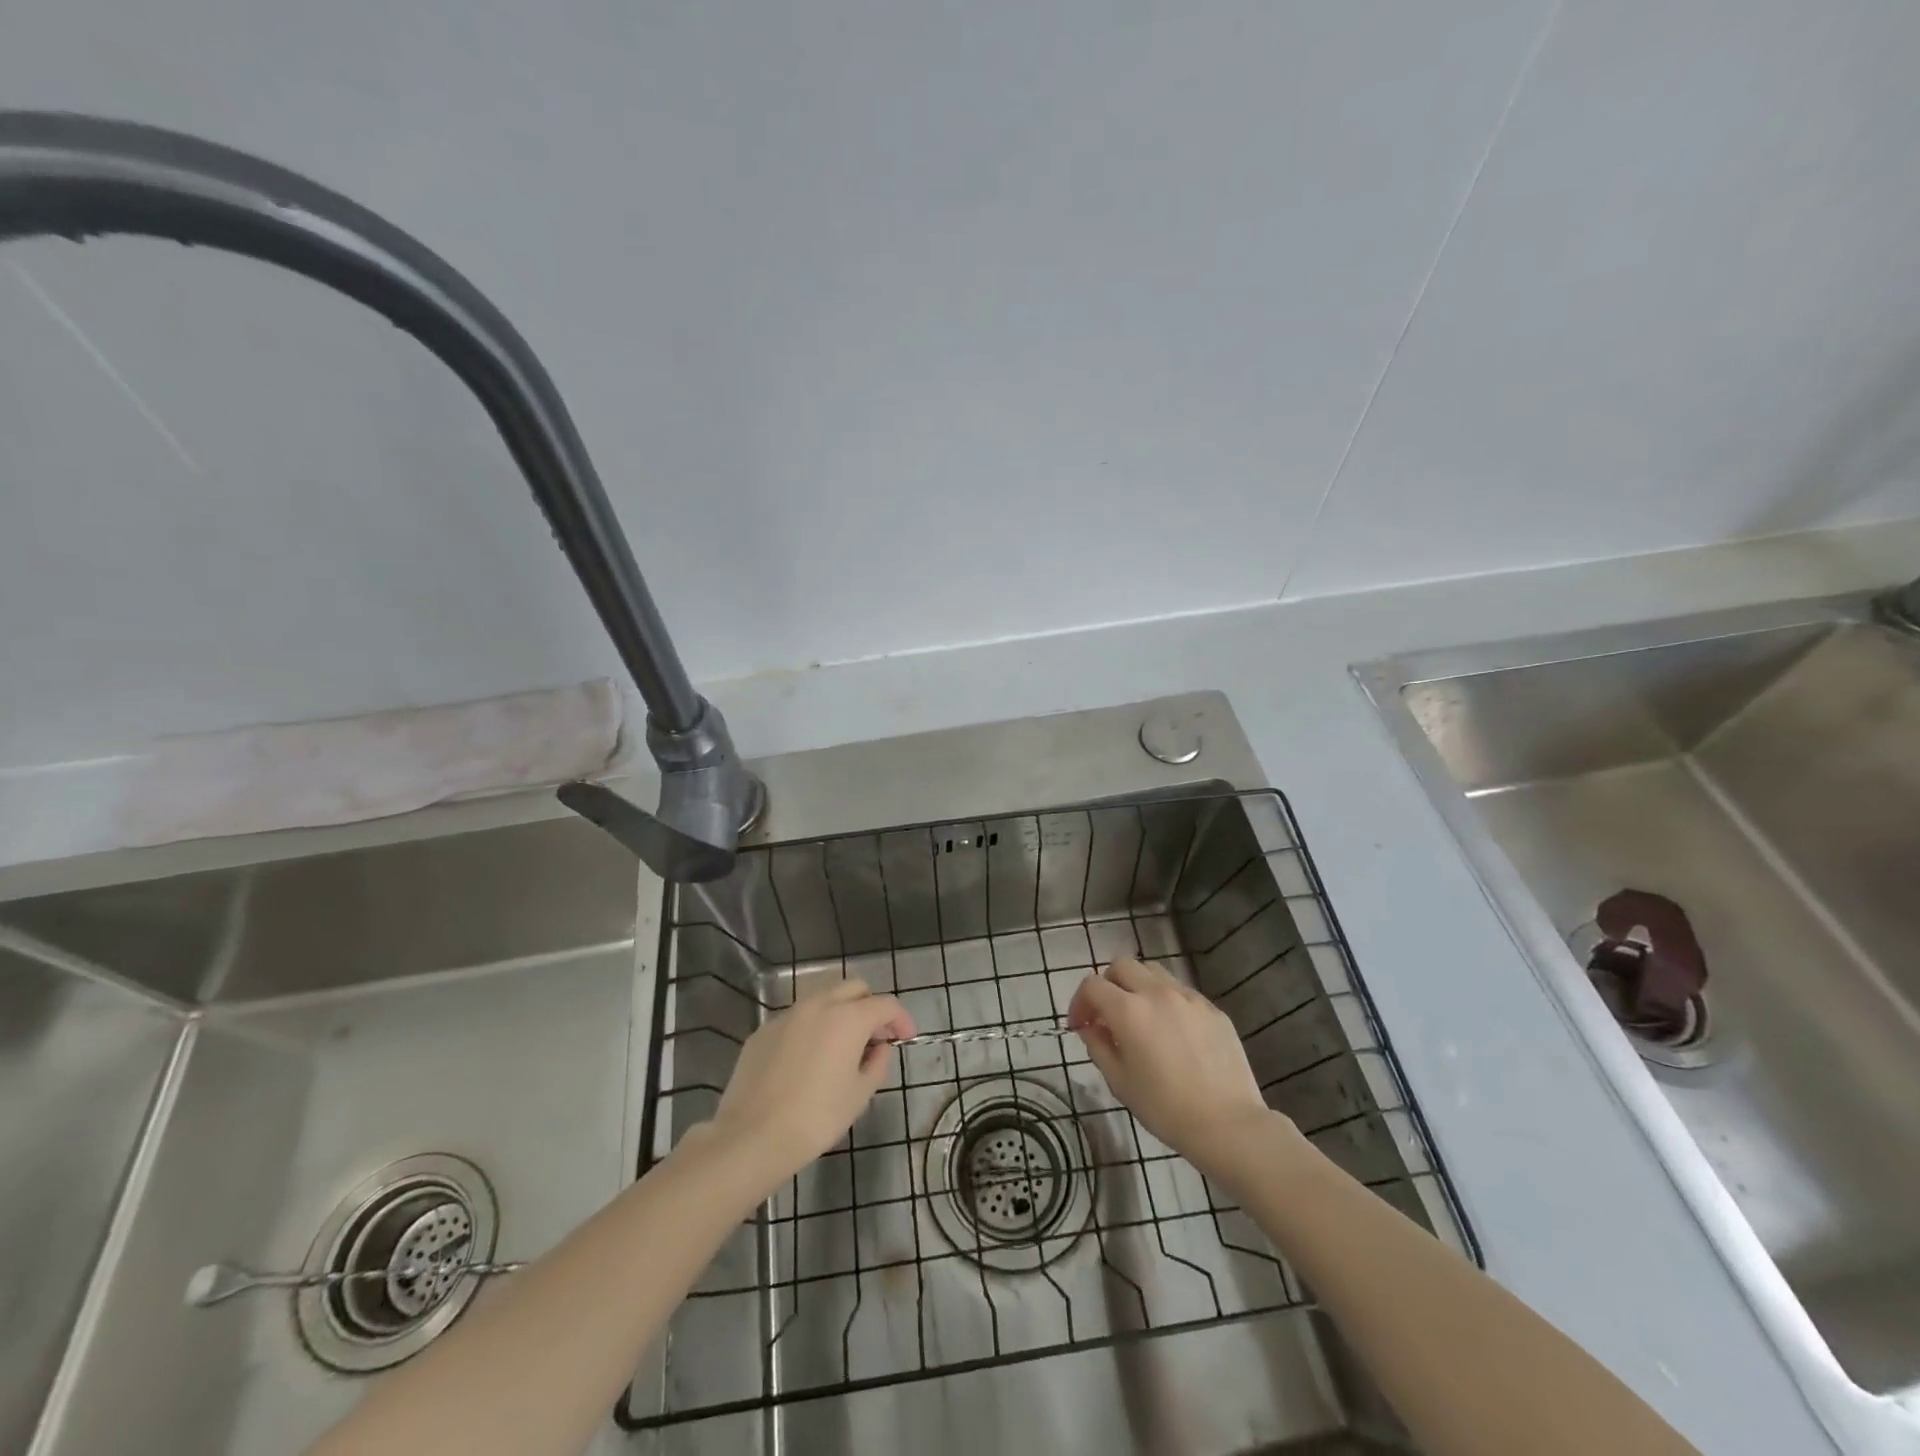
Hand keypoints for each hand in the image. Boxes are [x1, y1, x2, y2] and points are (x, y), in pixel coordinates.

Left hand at [701, 978, 914, 1195]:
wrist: (752, 1136)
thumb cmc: (816, 1118)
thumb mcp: (859, 1095)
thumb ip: (877, 1064)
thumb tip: (878, 1048)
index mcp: (848, 1018)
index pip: (885, 1004)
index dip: (901, 1019)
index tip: (905, 1038)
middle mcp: (818, 1005)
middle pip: (854, 988)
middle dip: (870, 1006)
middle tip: (875, 1037)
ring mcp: (787, 1015)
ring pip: (822, 997)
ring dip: (840, 1012)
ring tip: (842, 1045)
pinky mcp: (763, 1030)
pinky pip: (797, 1018)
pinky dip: (811, 1028)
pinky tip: (808, 1059)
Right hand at [1068, 956, 1292, 1181]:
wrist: (1228, 1125)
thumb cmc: (1166, 1109)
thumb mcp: (1120, 1082)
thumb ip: (1098, 1047)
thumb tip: (1090, 1028)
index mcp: (1129, 1010)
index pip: (1092, 985)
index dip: (1079, 1002)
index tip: (1080, 1026)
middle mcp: (1157, 993)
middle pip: (1122, 965)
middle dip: (1107, 984)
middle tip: (1108, 1015)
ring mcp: (1188, 997)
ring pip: (1153, 972)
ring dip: (1137, 986)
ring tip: (1141, 1017)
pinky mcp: (1212, 1008)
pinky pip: (1180, 991)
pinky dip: (1166, 1001)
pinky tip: (1173, 1032)